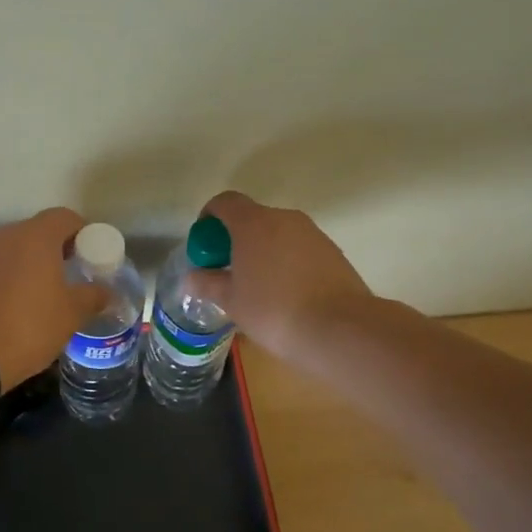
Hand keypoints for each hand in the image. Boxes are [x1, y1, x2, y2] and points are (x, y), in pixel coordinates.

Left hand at [0, 207, 103, 385]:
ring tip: (47, 293)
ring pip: (16, 249)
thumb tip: (107, 291)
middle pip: (39, 231)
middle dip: (59, 250)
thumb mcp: (70, 314)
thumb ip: (92, 296)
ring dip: (33, 264)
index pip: (66, 218)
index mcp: (36, 236)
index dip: (84, 233)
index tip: (94, 256)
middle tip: (74, 275)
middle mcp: (6, 235)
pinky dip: (12, 277)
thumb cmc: (28, 325)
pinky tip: (19, 304)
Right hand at [192, 191, 377, 363]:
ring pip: (278, 234)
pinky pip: (300, 249)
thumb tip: (191, 278)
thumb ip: (208, 284)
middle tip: (228, 270)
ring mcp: (313, 234)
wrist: (340, 329)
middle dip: (236, 238)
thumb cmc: (274, 310)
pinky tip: (287, 294)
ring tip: (258, 286)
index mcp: (254, 223)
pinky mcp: (333, 252)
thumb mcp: (231, 301)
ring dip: (263, 251)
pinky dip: (287, 262)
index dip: (209, 216)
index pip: (225, 202)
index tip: (205, 244)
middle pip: (253, 218)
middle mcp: (285, 219)